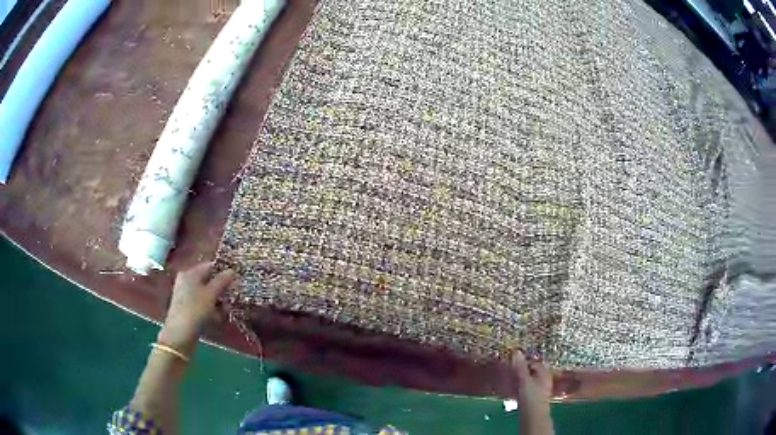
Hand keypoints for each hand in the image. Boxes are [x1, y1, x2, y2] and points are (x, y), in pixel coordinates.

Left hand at [157, 262, 235, 355]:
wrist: (180, 334)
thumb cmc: (196, 310)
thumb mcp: (211, 294)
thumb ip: (222, 281)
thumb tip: (232, 271)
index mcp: (190, 273)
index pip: (210, 266)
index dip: (223, 272)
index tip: (236, 281)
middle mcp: (186, 280)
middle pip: (208, 281)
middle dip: (221, 290)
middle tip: (231, 298)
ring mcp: (185, 294)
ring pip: (206, 294)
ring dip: (217, 302)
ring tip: (224, 312)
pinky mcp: (186, 307)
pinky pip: (201, 303)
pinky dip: (210, 309)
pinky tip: (215, 318)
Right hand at [512, 350, 553, 434]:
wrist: (533, 416)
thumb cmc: (531, 396)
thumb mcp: (524, 379)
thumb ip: (520, 366)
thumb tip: (516, 351)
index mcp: (544, 372)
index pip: (533, 362)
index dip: (523, 360)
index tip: (511, 361)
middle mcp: (543, 379)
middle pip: (531, 371)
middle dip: (519, 370)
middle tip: (507, 370)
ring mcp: (539, 389)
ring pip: (527, 381)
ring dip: (517, 379)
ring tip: (507, 380)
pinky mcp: (533, 398)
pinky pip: (525, 389)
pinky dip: (518, 387)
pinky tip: (510, 390)